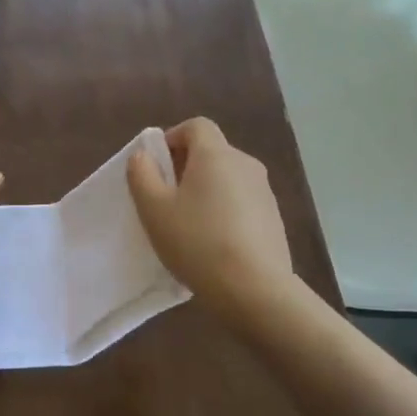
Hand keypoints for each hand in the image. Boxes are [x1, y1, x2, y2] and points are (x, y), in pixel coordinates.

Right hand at [127, 118, 293, 318]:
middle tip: (165, 199)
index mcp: (216, 155)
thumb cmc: (197, 242)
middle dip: (185, 167)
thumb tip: (143, 155)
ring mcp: (265, 192)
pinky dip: (224, 211)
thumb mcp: (154, 210)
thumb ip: (142, 175)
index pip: (196, 126)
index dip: (172, 138)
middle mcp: (245, 164)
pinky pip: (242, 202)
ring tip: (188, 225)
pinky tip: (212, 244)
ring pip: (227, 178)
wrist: (255, 290)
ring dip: (206, 191)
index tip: (156, 165)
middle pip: (212, 152)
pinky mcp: (274, 219)